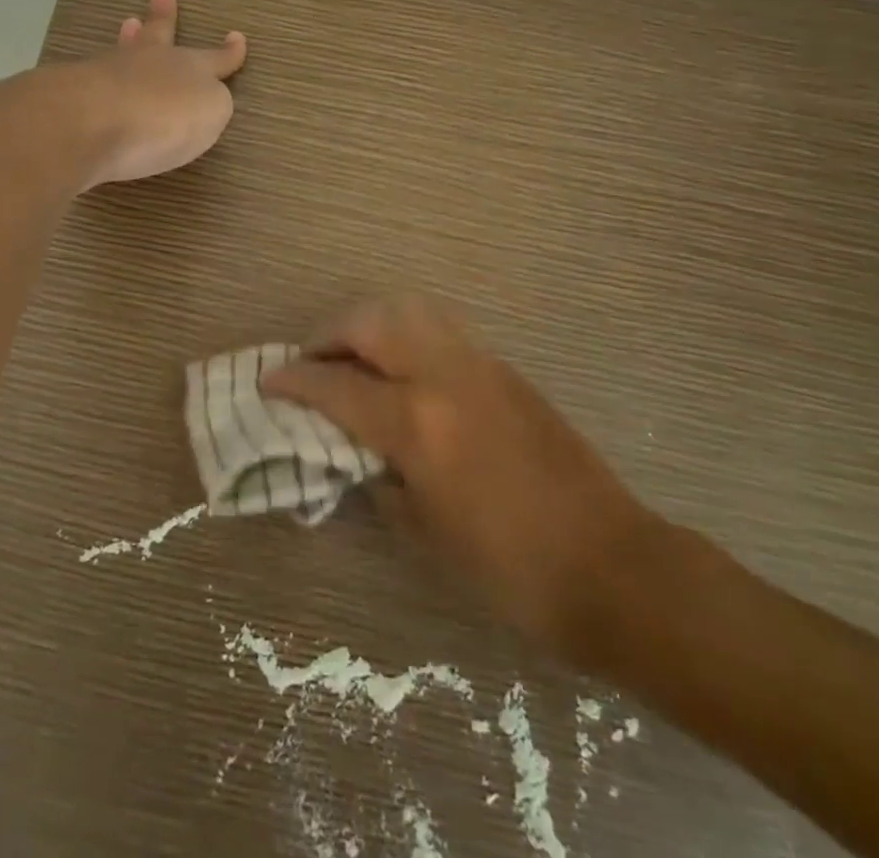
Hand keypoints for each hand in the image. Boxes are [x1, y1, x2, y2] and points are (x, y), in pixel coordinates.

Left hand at [69, 0, 247, 187]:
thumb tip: (201, 98)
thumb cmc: (166, 116)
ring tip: (128, 24)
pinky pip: (98, 78)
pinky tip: (100, 77)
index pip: (216, 58)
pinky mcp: (77, 94)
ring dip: (130, 38)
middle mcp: (151, 63)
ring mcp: (110, 73)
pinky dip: (105, 76)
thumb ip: (211, 103)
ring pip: (125, 51)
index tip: (236, 37)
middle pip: (160, 35)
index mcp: (191, 67)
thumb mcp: (211, 111)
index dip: (228, 52)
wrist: (94, 121)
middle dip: (164, 15)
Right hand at [262, 294, 661, 662]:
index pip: (337, 387)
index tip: (268, 381)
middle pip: (370, 322)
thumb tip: (354, 451)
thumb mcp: (424, 533)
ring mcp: (480, 365)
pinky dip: (407, 333)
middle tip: (310, 360)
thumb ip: (378, 477)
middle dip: (329, 334)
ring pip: (410, 310)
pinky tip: (403, 368)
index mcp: (418, 423)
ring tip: (354, 354)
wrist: (610, 565)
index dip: (294, 382)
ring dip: (370, 323)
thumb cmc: (509, 569)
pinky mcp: (505, 369)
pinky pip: (441, 330)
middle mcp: (444, 376)